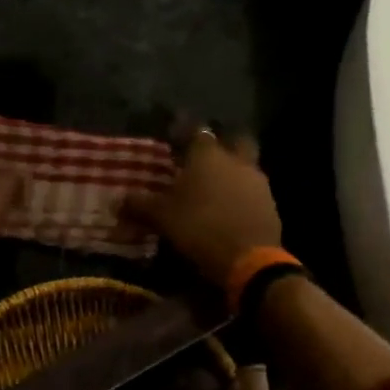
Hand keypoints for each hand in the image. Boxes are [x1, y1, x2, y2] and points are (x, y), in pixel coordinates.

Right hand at [123, 128, 282, 287]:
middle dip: (221, 145)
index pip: (195, 131)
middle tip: (204, 159)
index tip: (174, 138)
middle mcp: (236, 160)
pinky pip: (253, 191)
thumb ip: (140, 205)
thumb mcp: (162, 217)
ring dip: (232, 172)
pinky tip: (229, 210)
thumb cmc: (199, 227)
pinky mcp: (270, 204)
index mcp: (208, 155)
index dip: (184, 132)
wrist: (248, 259)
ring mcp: (257, 181)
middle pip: (234, 140)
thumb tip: (119, 200)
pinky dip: (241, 196)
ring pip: (245, 166)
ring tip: (214, 189)